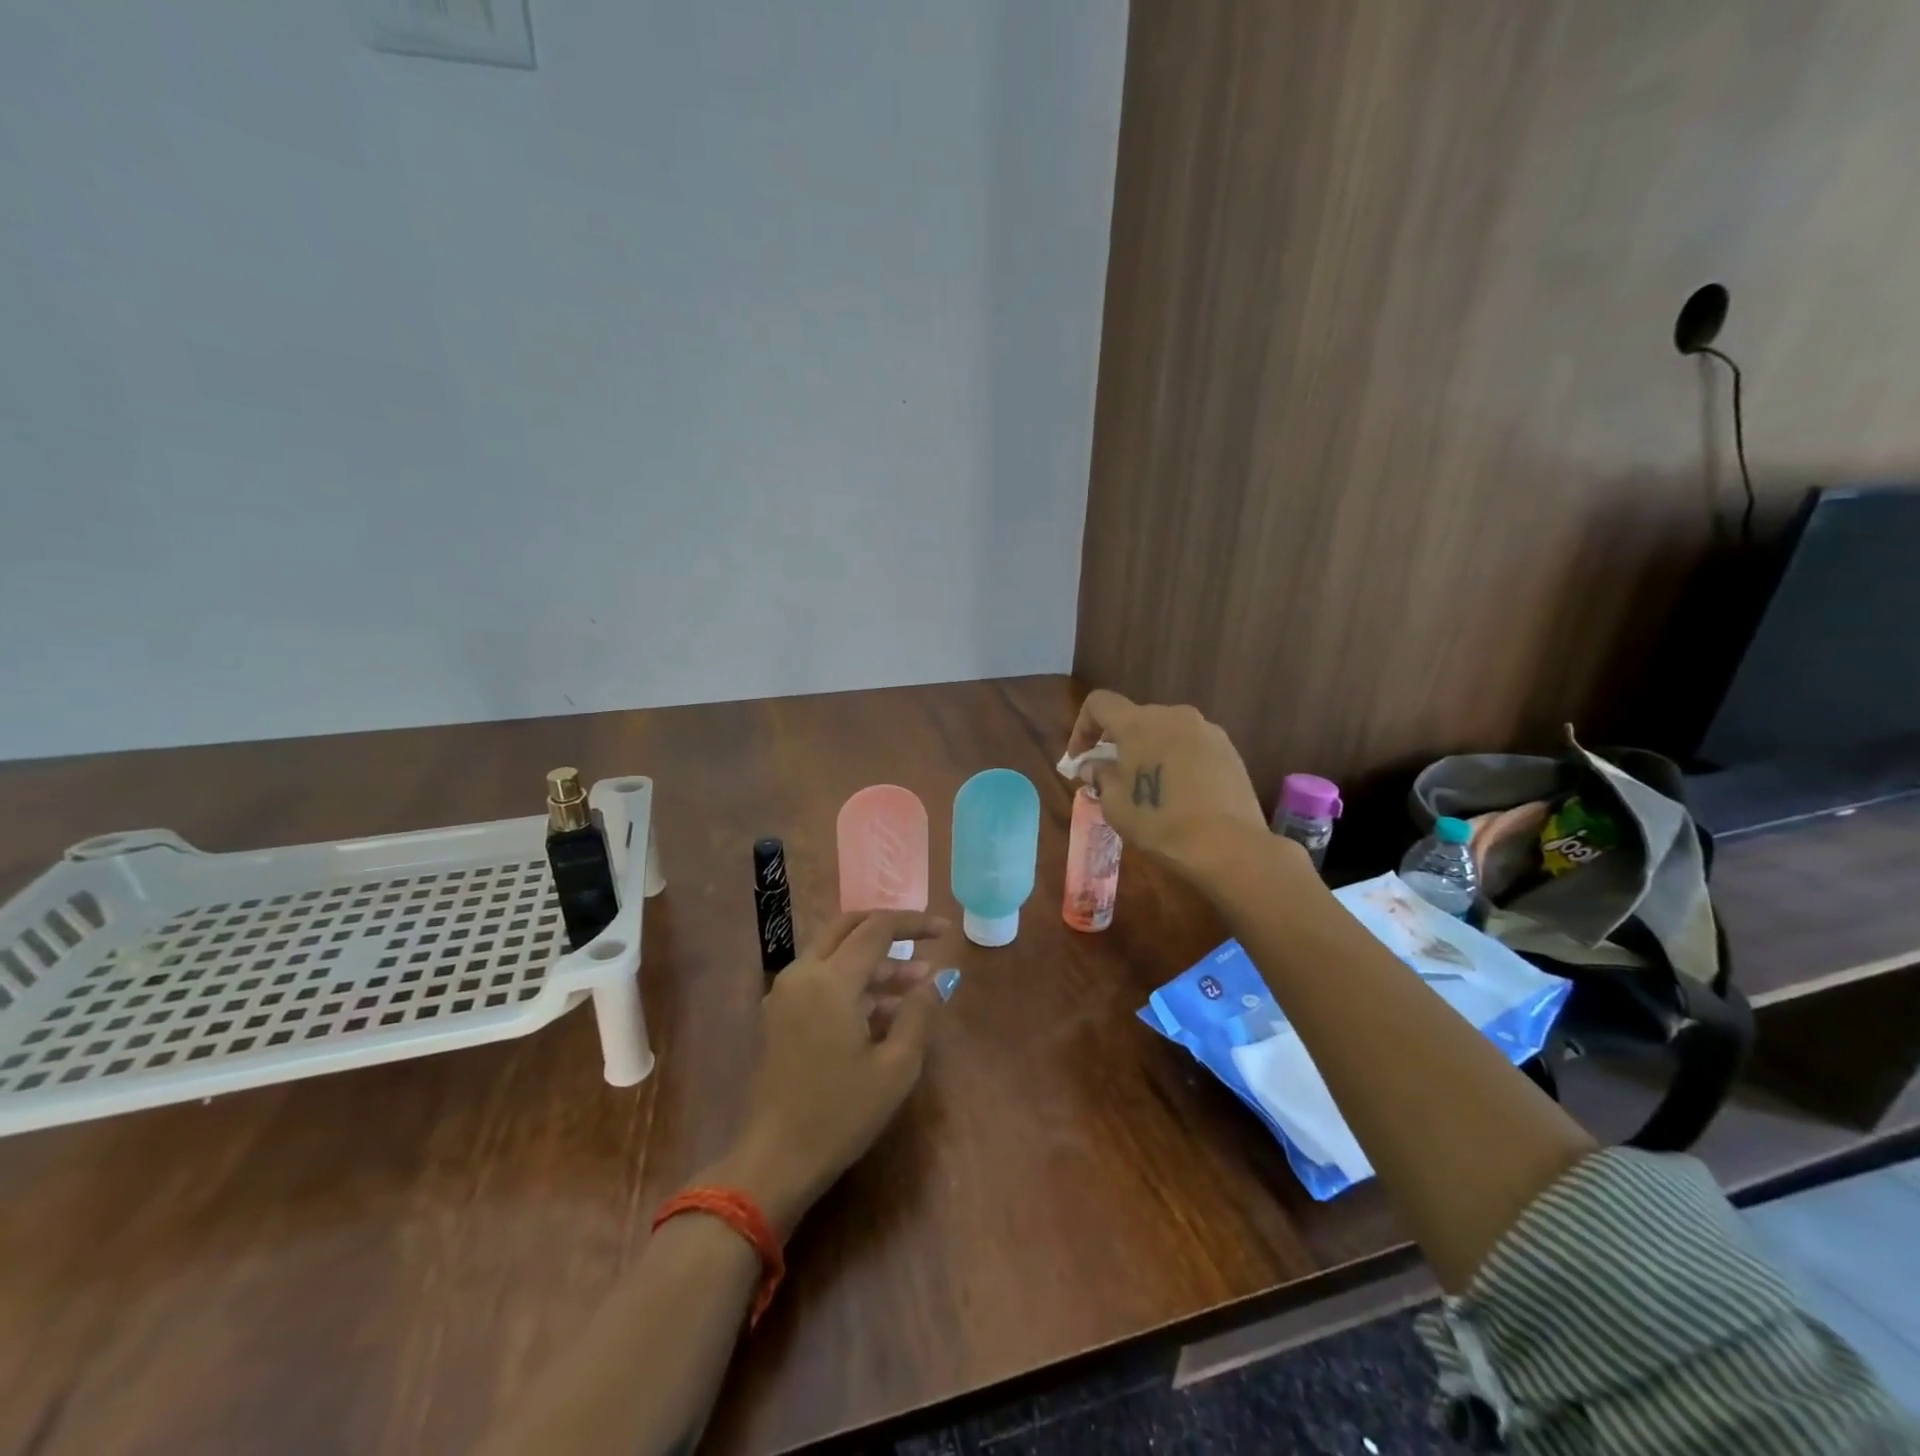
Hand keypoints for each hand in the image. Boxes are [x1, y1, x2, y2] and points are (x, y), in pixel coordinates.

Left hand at [709, 909, 950, 1237]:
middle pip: (849, 927)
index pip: (878, 928)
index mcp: (831, 980)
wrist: (775, 1160)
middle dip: (889, 929)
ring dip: (874, 960)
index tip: (946, 931)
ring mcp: (786, 992)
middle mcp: (803, 973)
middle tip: (924, 940)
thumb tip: (938, 978)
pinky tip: (884, 1008)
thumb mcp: (895, 1067)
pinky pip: (821, 977)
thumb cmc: (841, 1114)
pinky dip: (853, 980)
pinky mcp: (780, 1013)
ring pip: (835, 952)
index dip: (915, 924)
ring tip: (917, 984)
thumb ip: (919, 1013)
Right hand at [1066, 690, 1268, 877]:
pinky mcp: (1229, 749)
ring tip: (1149, 786)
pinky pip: (1191, 746)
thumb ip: (1100, 776)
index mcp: (1138, 723)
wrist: (1227, 845)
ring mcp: (1206, 730)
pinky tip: (1180, 793)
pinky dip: (1177, 760)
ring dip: (1150, 751)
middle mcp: (1173, 715)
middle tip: (1113, 776)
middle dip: (1119, 743)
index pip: (1099, 703)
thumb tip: (1095, 766)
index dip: (1083, 727)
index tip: (1080, 759)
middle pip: (1135, 718)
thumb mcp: (1115, 804)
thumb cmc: (1159, 822)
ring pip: (1166, 732)